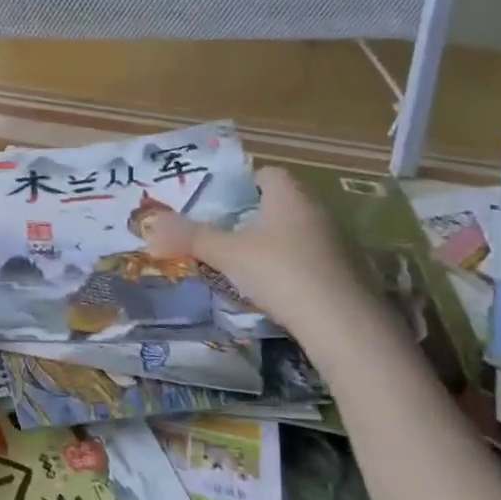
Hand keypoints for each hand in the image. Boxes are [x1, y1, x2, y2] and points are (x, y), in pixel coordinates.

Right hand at [141, 166, 371, 333]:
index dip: (243, 183)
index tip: (220, 204)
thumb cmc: (281, 273)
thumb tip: (150, 225)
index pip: (268, 173)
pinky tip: (278, 291)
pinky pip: (315, 261)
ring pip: (299, 233)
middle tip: (225, 234)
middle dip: (255, 216)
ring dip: (276, 244)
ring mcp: (339, 243)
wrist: (344, 326)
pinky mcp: (350, 274)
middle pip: (282, 203)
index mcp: (290, 196)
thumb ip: (190, 237)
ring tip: (246, 265)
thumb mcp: (227, 254)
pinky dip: (295, 269)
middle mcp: (318, 211)